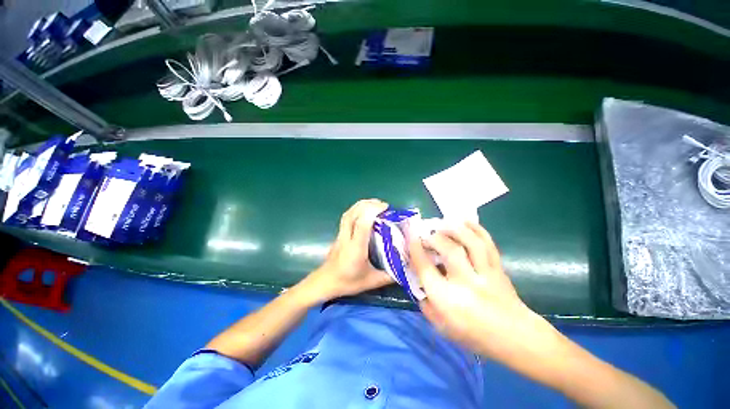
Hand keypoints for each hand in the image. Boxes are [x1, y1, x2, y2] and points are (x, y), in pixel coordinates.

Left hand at [305, 199, 394, 302]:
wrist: (325, 282)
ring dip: (361, 205)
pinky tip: (364, 211)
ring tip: (375, 204)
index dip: (373, 211)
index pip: (361, 224)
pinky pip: (346, 217)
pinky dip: (356, 209)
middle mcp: (346, 237)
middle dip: (368, 204)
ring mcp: (340, 234)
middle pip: (353, 214)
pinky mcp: (339, 234)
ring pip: (348, 213)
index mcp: (356, 248)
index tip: (385, 208)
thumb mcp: (371, 282)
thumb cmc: (347, 282)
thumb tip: (406, 269)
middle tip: (383, 205)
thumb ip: (389, 276)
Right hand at [409, 222, 553, 360]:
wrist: (515, 338)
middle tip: (426, 234)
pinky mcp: (498, 267)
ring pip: (471, 242)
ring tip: (443, 222)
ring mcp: (485, 273)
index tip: (409, 235)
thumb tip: (415, 277)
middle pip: (449, 250)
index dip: (415, 248)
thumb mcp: (440, 325)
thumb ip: (424, 301)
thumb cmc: (473, 335)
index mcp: (447, 299)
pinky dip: (475, 228)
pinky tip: (464, 221)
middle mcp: (466, 283)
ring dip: (454, 228)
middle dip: (434, 237)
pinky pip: (487, 242)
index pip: (425, 268)